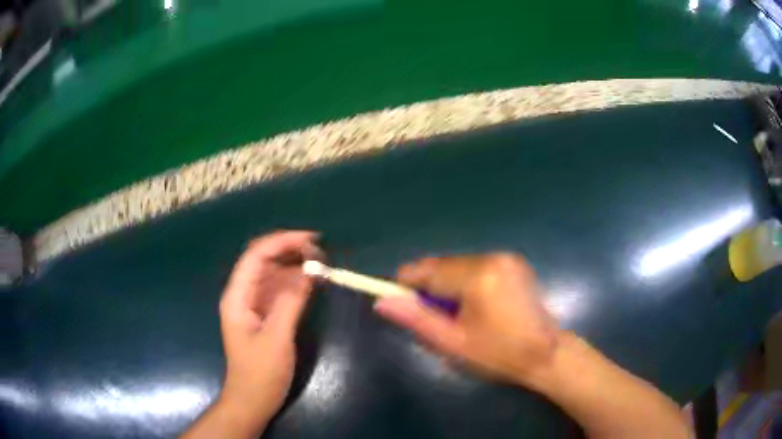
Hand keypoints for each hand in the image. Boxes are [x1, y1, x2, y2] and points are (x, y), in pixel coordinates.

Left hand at [217, 231, 322, 432]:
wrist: (252, 400)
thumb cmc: (260, 373)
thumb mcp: (276, 338)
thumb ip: (290, 303)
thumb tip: (309, 272)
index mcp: (238, 297)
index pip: (256, 256)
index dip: (282, 241)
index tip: (311, 239)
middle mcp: (243, 295)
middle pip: (263, 260)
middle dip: (289, 250)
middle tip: (319, 251)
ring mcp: (253, 305)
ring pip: (272, 273)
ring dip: (294, 264)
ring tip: (319, 262)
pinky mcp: (264, 315)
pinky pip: (279, 290)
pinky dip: (294, 282)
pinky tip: (311, 281)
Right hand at [373, 253, 558, 386]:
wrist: (547, 354)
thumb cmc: (498, 354)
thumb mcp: (453, 342)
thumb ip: (417, 319)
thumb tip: (382, 302)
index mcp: (478, 276)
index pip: (429, 271)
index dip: (406, 282)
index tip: (394, 297)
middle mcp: (493, 257)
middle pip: (444, 264)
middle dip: (428, 285)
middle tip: (425, 313)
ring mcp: (507, 257)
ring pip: (459, 264)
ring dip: (447, 283)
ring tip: (451, 312)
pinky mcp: (515, 263)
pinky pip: (476, 266)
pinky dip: (465, 280)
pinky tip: (471, 304)